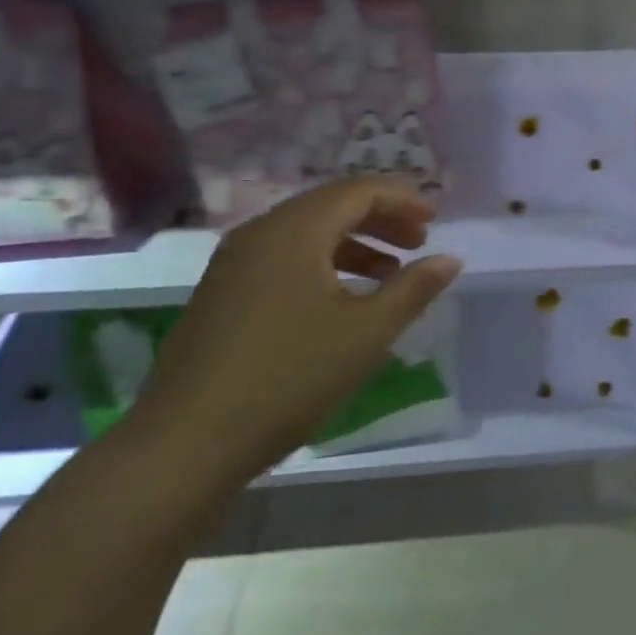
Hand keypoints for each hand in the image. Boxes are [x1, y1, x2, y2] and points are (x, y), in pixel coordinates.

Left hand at [130, 177, 461, 487]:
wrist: (184, 443)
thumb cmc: (288, 378)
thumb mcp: (366, 333)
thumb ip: (413, 289)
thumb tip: (451, 259)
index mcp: (294, 231)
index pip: (358, 191)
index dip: (402, 200)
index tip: (436, 221)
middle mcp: (260, 233)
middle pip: (331, 204)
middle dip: (381, 218)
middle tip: (420, 242)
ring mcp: (235, 263)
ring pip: (307, 232)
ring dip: (354, 242)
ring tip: (390, 273)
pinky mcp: (223, 292)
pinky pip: (284, 257)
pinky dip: (324, 263)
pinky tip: (343, 298)